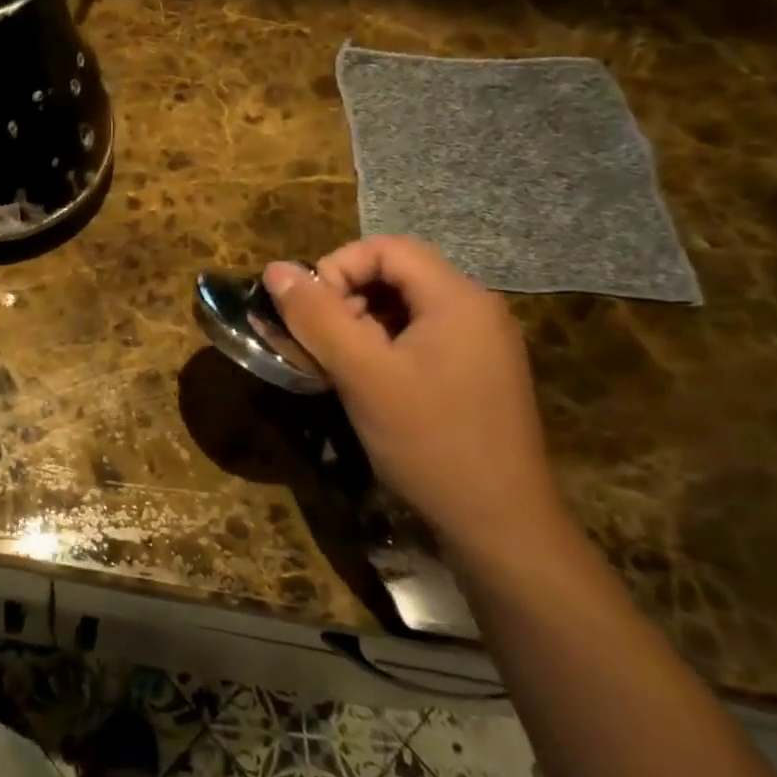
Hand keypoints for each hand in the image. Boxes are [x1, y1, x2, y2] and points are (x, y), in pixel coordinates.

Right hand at [263, 236, 565, 565]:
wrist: (501, 528)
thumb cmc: (430, 442)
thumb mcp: (362, 374)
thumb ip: (317, 316)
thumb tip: (276, 269)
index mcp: (458, 299)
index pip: (386, 248)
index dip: (337, 267)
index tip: (310, 313)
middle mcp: (476, 310)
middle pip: (395, 275)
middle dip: (346, 298)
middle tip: (321, 344)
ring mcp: (480, 344)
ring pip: (403, 308)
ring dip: (360, 325)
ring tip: (337, 366)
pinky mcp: (475, 374)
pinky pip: (419, 338)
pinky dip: (382, 347)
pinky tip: (367, 385)